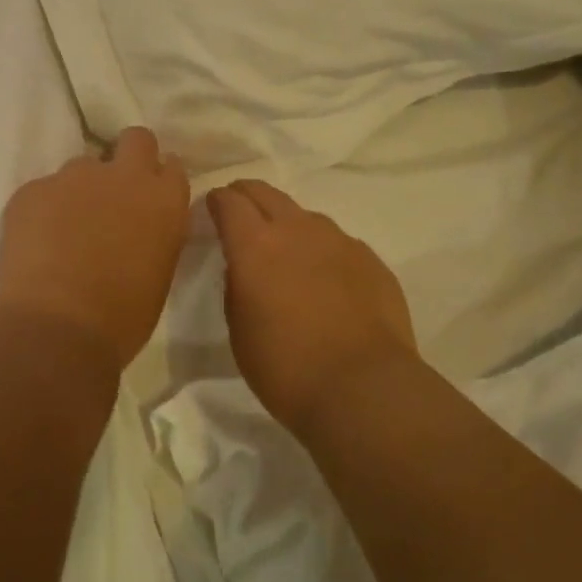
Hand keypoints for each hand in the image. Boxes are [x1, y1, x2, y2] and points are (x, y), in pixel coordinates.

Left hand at [0, 127, 190, 371]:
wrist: (56, 329)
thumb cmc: (121, 317)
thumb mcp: (159, 272)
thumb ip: (156, 233)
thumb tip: (141, 225)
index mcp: (164, 200)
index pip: (172, 166)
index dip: (159, 180)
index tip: (149, 198)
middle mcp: (124, 176)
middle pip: (135, 139)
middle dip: (128, 157)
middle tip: (115, 194)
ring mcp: (74, 177)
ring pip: (82, 167)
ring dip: (81, 189)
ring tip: (67, 229)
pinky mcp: (32, 189)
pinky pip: (43, 190)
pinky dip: (43, 210)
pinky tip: (37, 244)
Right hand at [208, 180, 417, 429]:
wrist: (363, 388)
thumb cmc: (286, 368)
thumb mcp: (239, 330)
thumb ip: (236, 286)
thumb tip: (244, 268)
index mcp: (255, 246)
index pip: (228, 201)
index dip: (216, 201)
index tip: (211, 209)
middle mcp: (297, 230)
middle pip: (265, 192)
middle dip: (247, 196)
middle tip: (239, 214)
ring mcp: (339, 241)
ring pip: (304, 216)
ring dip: (288, 224)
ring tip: (287, 253)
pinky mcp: (370, 259)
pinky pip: (337, 243)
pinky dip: (323, 251)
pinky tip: (326, 281)